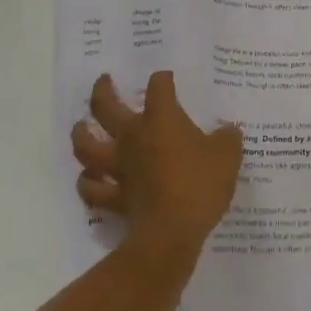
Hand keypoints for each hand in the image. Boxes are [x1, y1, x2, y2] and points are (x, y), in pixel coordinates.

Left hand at [71, 71, 242, 255]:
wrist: (172, 232)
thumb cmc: (199, 184)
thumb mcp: (227, 157)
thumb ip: (228, 139)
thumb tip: (229, 130)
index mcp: (161, 119)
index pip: (158, 87)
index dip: (163, 79)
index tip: (167, 79)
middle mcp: (133, 137)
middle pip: (105, 106)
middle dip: (102, 90)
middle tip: (104, 81)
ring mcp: (119, 167)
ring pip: (87, 146)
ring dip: (81, 134)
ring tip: (81, 126)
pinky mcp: (115, 197)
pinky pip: (93, 189)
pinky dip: (88, 183)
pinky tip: (89, 179)